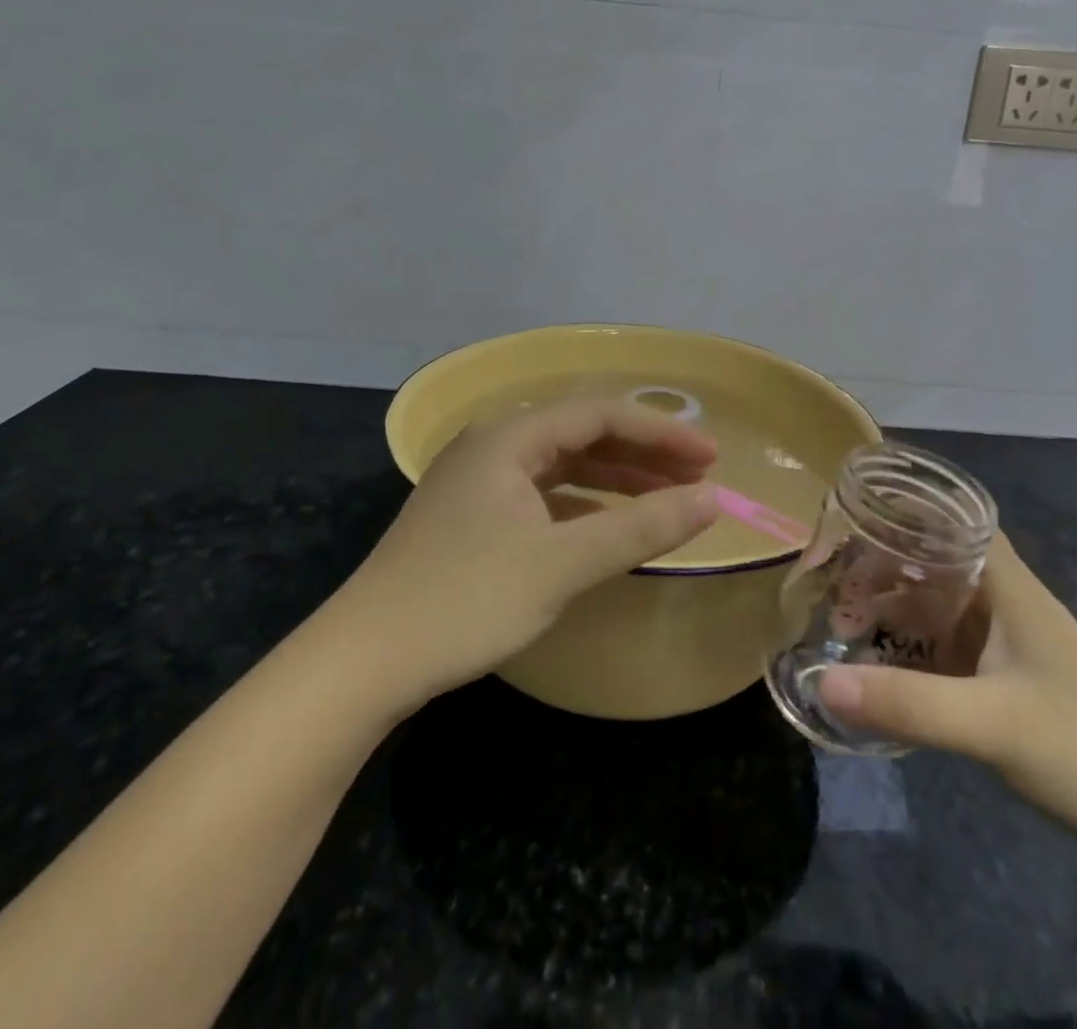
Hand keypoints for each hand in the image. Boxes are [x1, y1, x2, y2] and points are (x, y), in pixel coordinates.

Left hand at [344, 396, 719, 706]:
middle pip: (582, 434)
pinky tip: (610, 527)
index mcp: (508, 438)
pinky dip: (584, 506)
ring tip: (667, 496)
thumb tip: (713, 499)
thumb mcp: (561, 564)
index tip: (711, 458)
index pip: (600, 415)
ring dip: (616, 479)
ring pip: (562, 466)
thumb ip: (641, 528)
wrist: (364, 661)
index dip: (661, 433)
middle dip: (642, 453)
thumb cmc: (465, 600)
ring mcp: (479, 482)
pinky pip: (543, 495)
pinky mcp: (473, 517)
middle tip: (698, 476)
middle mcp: (492, 445)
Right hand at [817, 534, 1076, 873]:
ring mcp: (1007, 645)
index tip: (848, 515)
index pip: (950, 519)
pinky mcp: (1006, 683)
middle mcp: (1003, 603)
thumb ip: (909, 703)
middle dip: (882, 564)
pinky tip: (879, 667)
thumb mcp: (993, 725)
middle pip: (934, 560)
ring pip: (937, 605)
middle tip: (827, 578)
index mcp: (1007, 586)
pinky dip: (910, 647)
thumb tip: (822, 682)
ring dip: (894, 607)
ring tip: (841, 621)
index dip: (901, 509)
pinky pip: (944, 647)